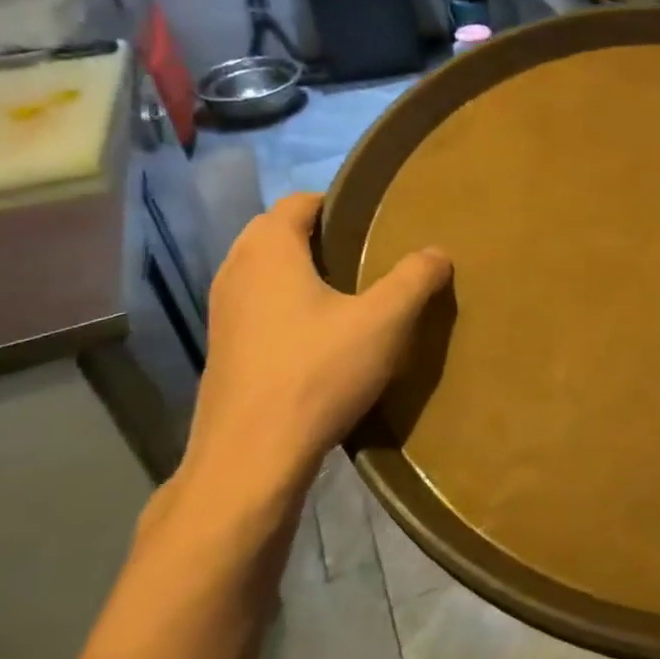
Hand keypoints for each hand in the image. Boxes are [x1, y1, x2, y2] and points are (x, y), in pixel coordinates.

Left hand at [179, 192, 450, 504]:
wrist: (252, 456)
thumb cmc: (318, 372)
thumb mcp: (384, 322)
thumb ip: (414, 279)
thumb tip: (437, 252)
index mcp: (268, 250)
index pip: (297, 202)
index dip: (336, 203)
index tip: (373, 220)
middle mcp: (235, 271)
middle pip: (276, 234)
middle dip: (318, 238)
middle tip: (366, 257)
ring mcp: (222, 313)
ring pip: (264, 274)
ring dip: (300, 275)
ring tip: (348, 297)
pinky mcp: (223, 350)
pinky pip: (257, 308)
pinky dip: (285, 307)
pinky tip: (319, 339)